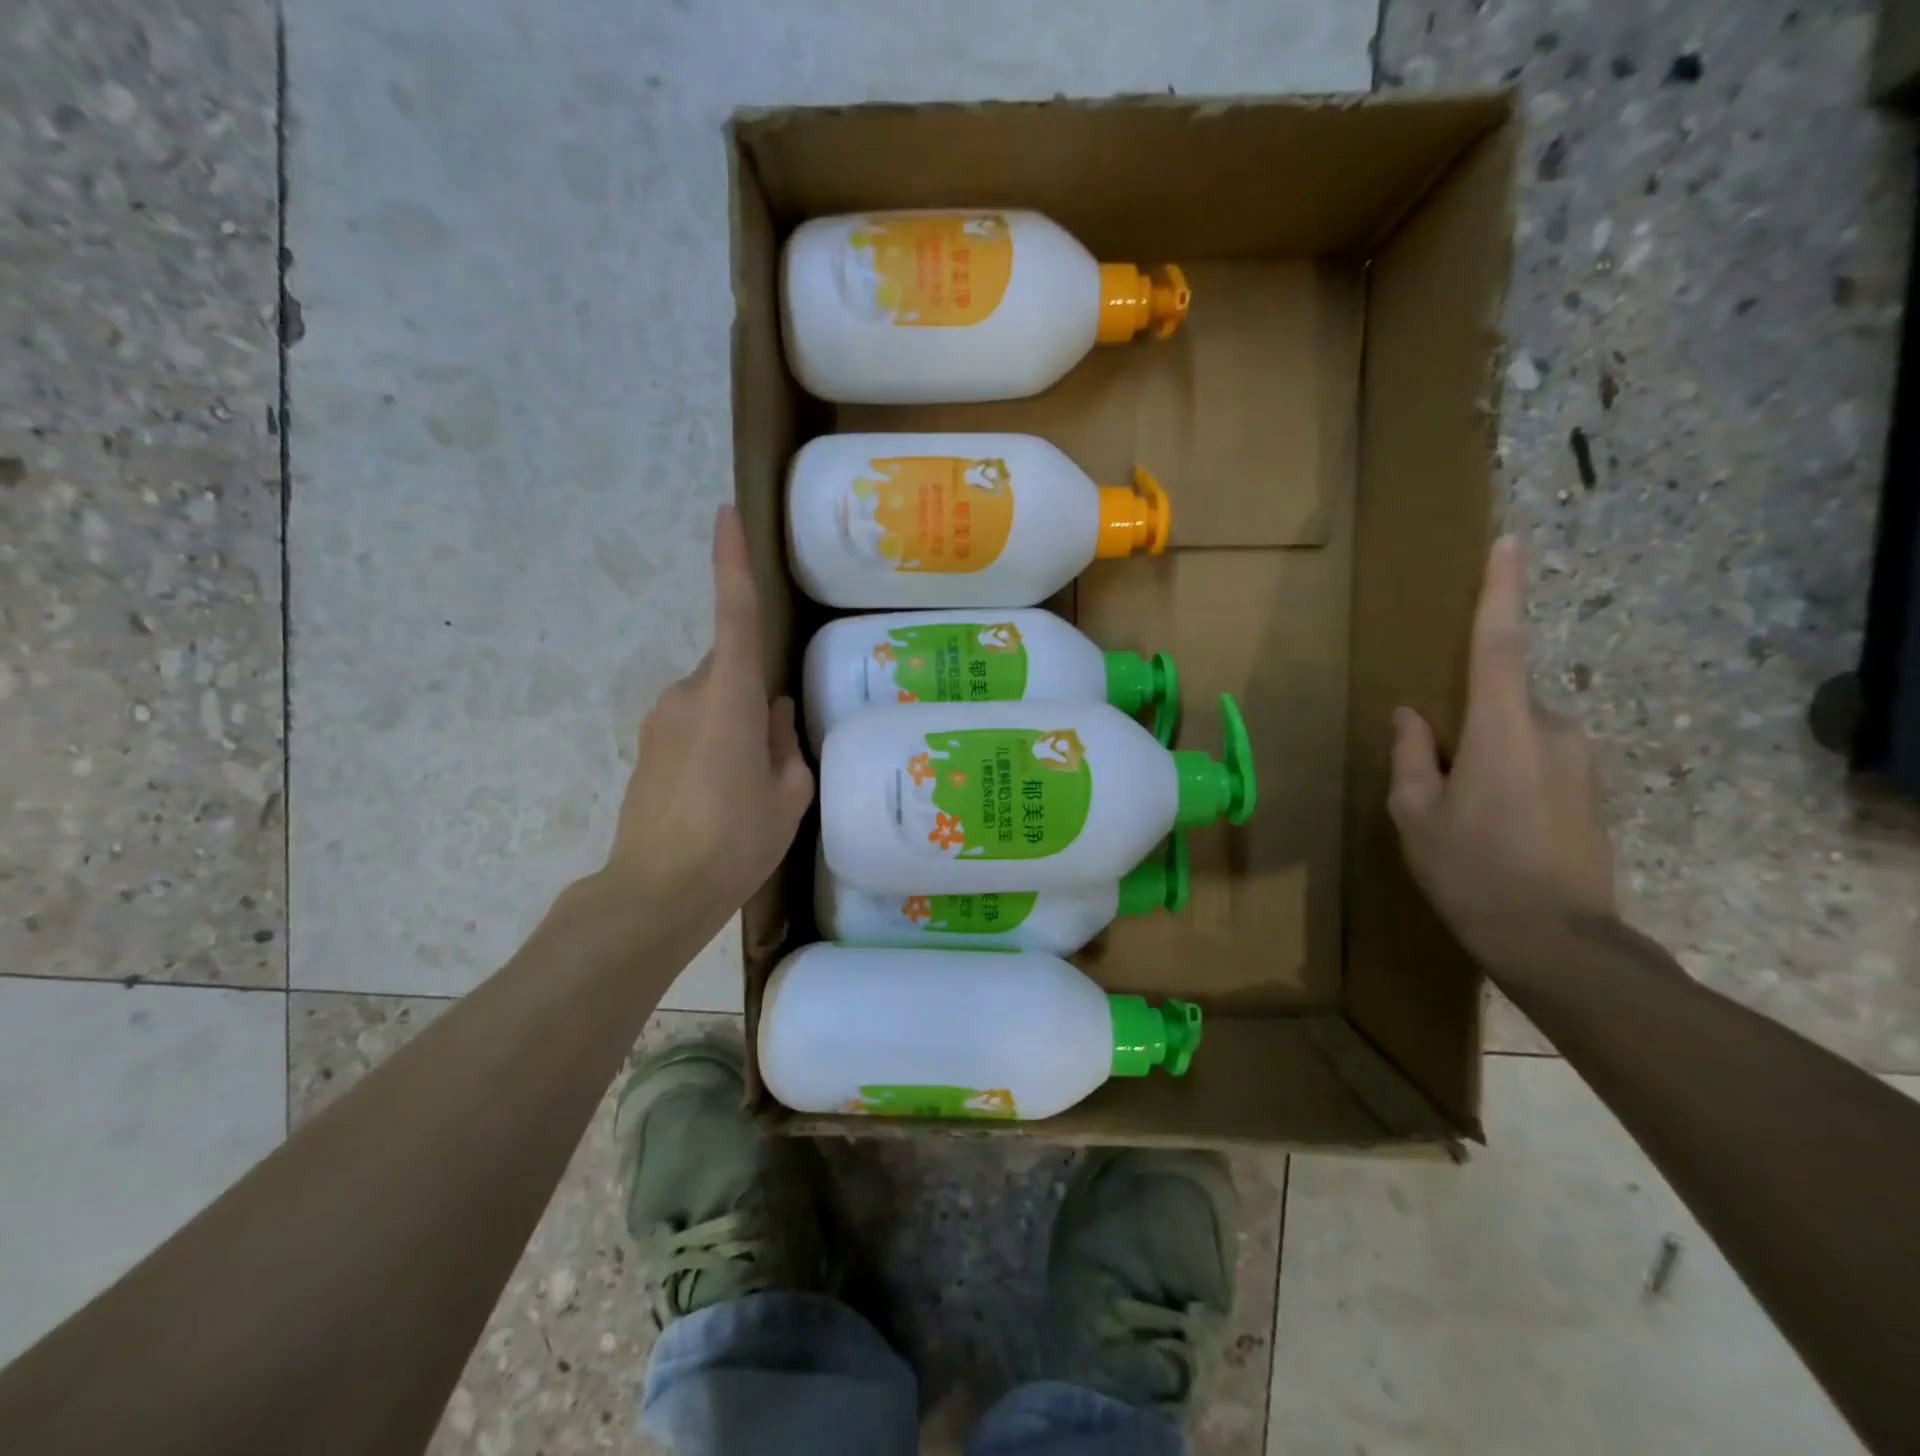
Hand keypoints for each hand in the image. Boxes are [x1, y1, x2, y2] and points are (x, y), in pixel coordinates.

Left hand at [598, 505, 813, 920]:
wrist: (655, 892)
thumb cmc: (735, 840)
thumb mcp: (787, 794)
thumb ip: (784, 742)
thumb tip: (772, 713)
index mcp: (727, 697)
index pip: (732, 614)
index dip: (730, 561)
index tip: (726, 514)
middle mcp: (687, 694)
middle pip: (728, 666)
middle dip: (754, 689)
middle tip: (777, 748)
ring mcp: (659, 720)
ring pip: (711, 697)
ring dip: (735, 721)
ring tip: (751, 783)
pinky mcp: (646, 747)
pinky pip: (692, 723)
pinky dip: (714, 741)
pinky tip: (723, 792)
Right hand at [1387, 535, 1616, 967]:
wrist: (1559, 943)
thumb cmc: (1472, 872)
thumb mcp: (1415, 815)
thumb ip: (1411, 755)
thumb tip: (1413, 716)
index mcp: (1504, 730)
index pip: (1499, 645)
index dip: (1501, 592)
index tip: (1509, 542)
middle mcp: (1554, 730)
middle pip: (1499, 701)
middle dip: (1465, 725)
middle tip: (1437, 783)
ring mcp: (1582, 759)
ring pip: (1518, 733)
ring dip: (1485, 755)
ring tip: (1466, 816)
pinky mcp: (1595, 787)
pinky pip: (1539, 758)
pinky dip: (1509, 775)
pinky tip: (1496, 827)